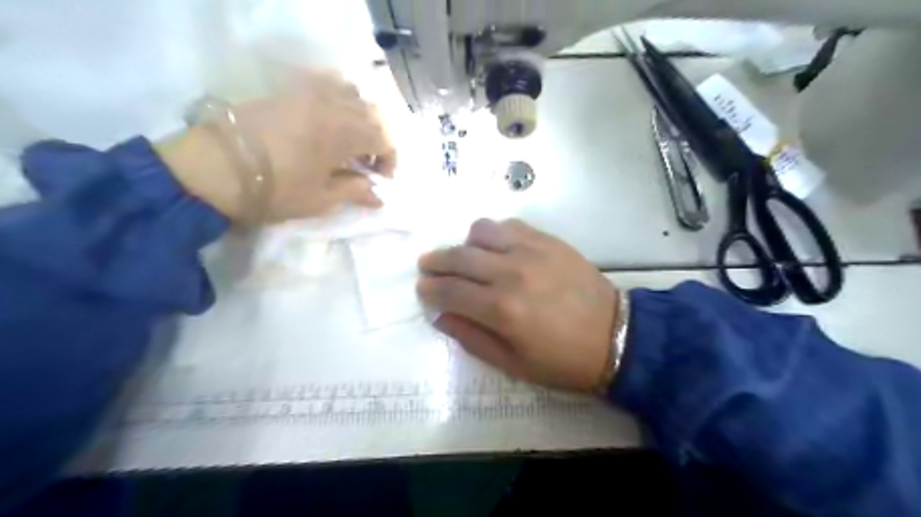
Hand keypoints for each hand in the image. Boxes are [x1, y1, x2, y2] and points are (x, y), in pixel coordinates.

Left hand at [158, 69, 395, 222]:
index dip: (389, 160)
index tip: (380, 180)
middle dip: (379, 139)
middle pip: (373, 113)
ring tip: (350, 140)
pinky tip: (329, 120)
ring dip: (361, 117)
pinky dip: (338, 99)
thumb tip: (379, 196)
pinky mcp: (288, 91)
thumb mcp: (321, 199)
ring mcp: (308, 92)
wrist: (213, 169)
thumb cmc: (274, 190)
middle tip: (368, 164)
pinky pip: (325, 84)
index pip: (385, 138)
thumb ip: (355, 192)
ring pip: (352, 93)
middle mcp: (331, 104)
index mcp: (343, 132)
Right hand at [418, 219, 618, 391]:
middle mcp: (510, 273)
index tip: (422, 288)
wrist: (616, 336)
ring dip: (466, 244)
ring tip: (468, 258)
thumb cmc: (562, 360)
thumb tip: (441, 317)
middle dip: (436, 261)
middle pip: (458, 257)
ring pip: (481, 232)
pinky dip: (495, 234)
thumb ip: (472, 338)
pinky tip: (498, 248)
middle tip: (428, 265)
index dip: (430, 289)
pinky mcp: (548, 240)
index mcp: (500, 309)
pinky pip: (510, 225)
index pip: (449, 291)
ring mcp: (530, 250)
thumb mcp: (513, 364)